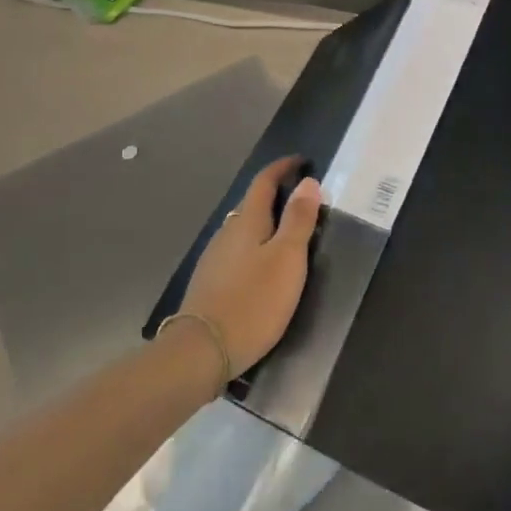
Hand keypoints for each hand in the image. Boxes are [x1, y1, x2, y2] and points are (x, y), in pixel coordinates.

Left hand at [177, 156, 321, 379]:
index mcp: (247, 220)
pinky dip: (255, 246)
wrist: (203, 350)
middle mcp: (227, 232)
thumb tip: (307, 181)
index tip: (302, 160)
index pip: (264, 181)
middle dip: (277, 196)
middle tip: (304, 200)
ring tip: (289, 234)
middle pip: (252, 203)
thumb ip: (298, 220)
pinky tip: (263, 266)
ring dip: (266, 223)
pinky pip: (238, 251)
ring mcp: (215, 257)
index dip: (283, 167)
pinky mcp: (210, 282)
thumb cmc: (253, 301)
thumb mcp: (287, 259)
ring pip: (244, 228)